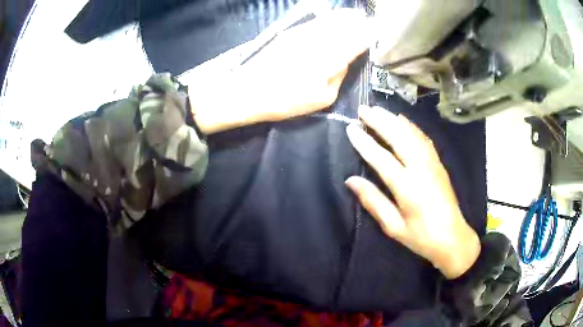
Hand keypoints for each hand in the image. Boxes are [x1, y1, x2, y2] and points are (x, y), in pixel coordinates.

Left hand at [192, 9, 369, 133]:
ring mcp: (304, 33)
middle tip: (367, 23)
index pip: (357, 40)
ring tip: (355, 16)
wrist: (247, 90)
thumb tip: (346, 59)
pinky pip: (316, 20)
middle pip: (346, 24)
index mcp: (332, 58)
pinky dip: (328, 18)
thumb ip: (340, 75)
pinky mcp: (291, 32)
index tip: (375, 35)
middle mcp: (321, 39)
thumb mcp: (323, 98)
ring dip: (345, 17)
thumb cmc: (286, 100)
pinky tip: (332, 18)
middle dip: (359, 22)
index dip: (368, 36)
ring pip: (331, 19)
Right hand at [345, 106, 480, 278]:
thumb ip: (374, 201)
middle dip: (380, 121)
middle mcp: (421, 169)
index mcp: (408, 188)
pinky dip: (411, 127)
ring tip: (378, 110)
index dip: (365, 142)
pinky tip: (403, 121)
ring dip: (394, 120)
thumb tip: (351, 180)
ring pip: (412, 134)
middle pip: (399, 138)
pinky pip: (424, 139)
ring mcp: (432, 163)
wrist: (453, 238)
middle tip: (363, 109)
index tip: (351, 128)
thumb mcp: (394, 227)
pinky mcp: (439, 163)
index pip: (382, 159)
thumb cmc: (422, 237)